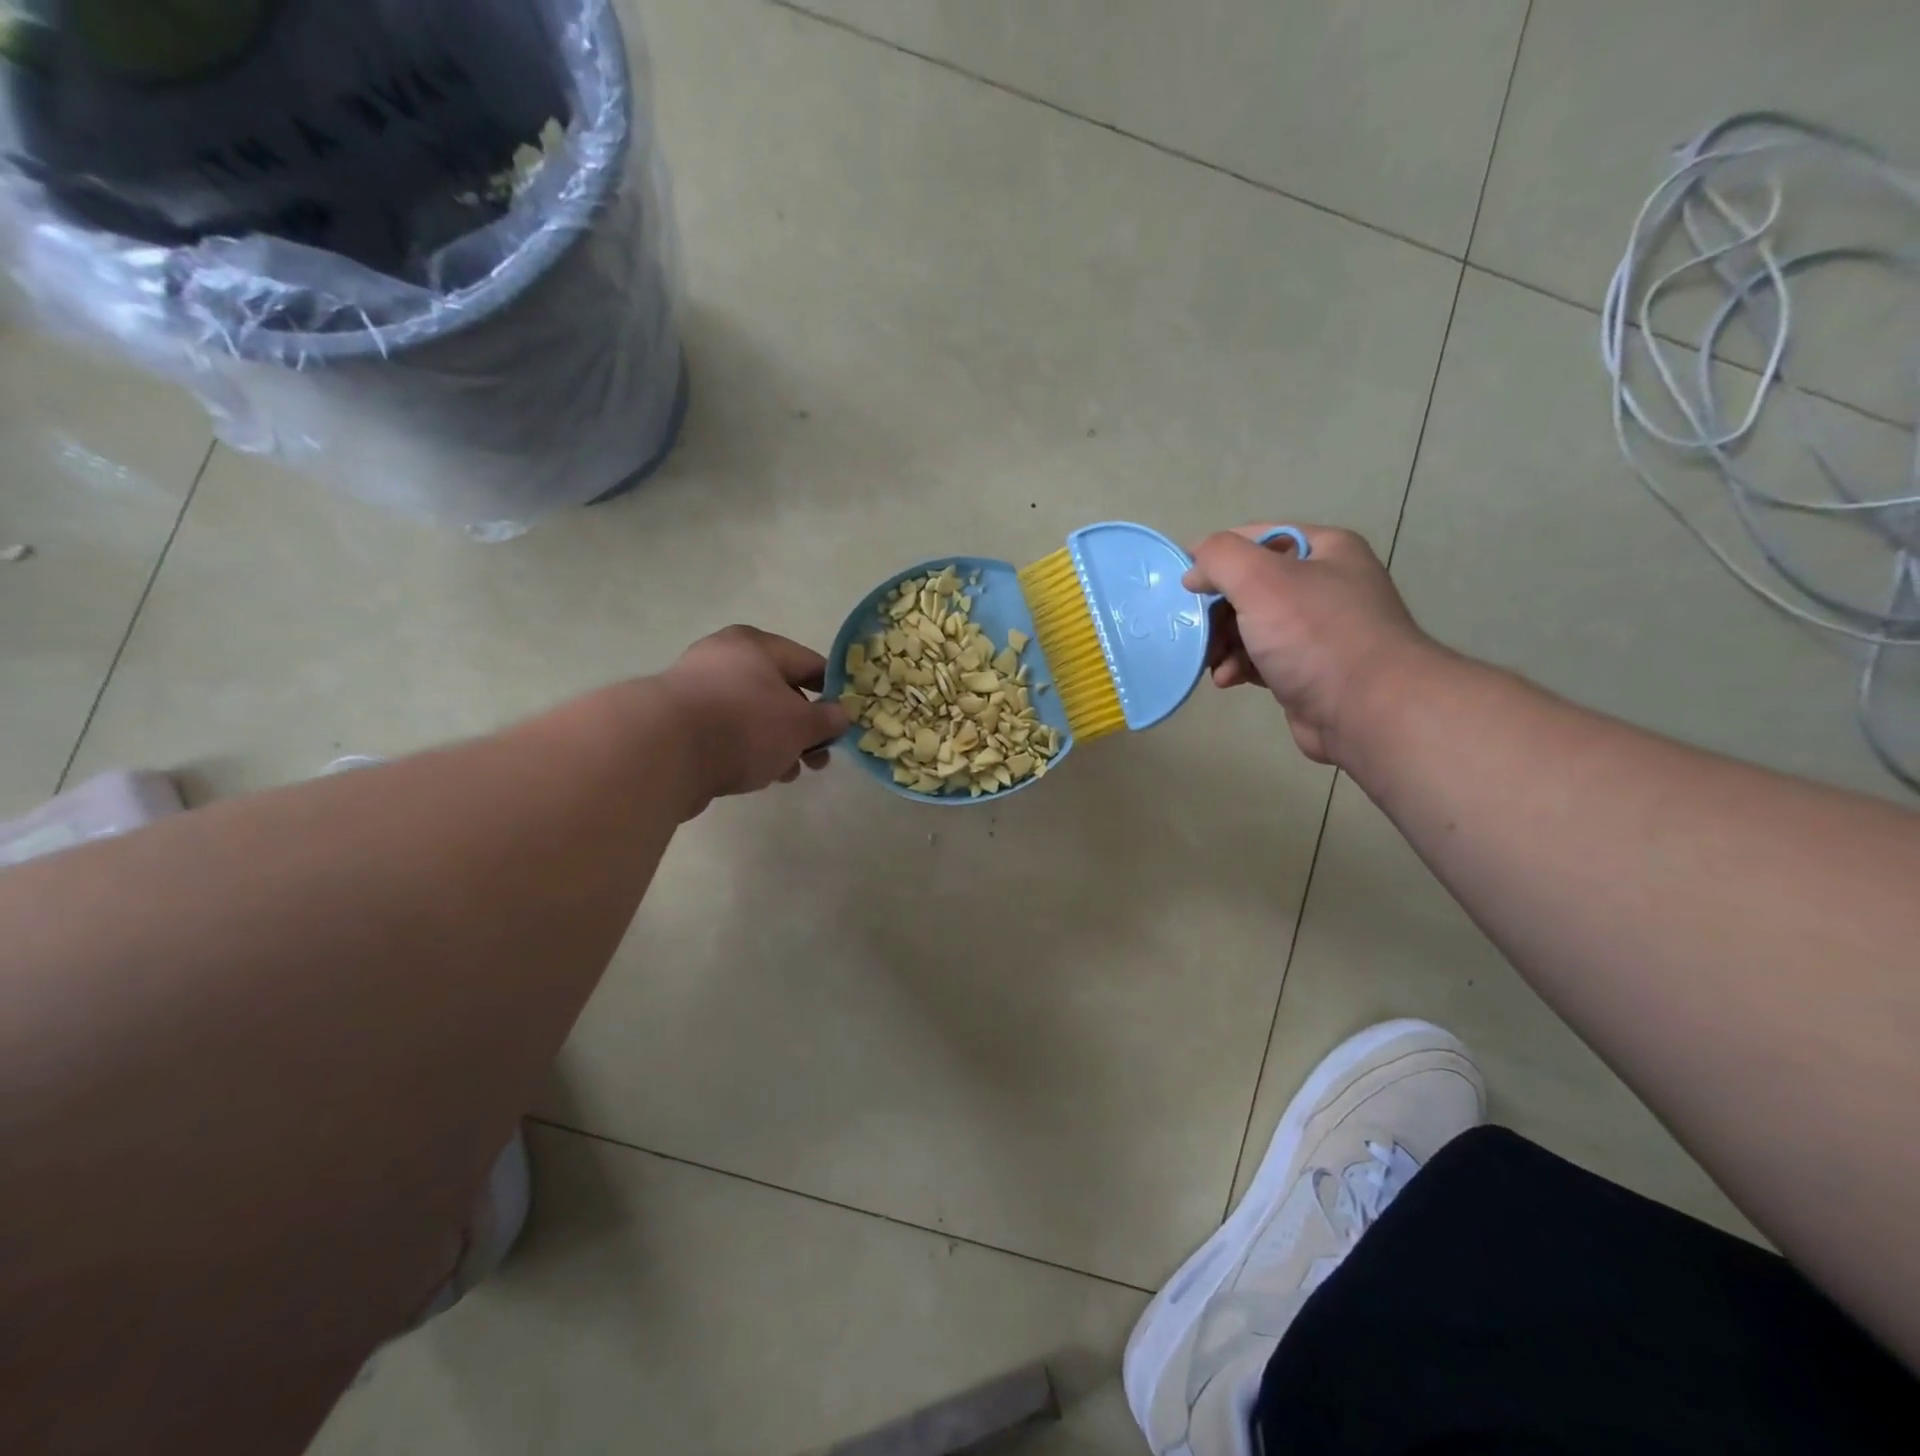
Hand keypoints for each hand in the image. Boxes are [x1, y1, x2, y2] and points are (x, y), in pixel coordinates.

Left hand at [659, 626, 849, 810]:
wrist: (662, 752)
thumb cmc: (744, 725)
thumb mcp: (800, 724)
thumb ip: (826, 720)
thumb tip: (840, 715)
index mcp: (755, 645)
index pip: (808, 662)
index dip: (832, 692)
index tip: (844, 721)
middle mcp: (723, 658)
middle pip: (779, 691)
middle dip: (803, 727)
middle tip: (819, 757)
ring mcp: (696, 690)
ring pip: (752, 715)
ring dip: (777, 744)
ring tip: (789, 773)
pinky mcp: (679, 723)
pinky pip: (727, 733)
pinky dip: (747, 750)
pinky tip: (758, 775)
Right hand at [1182, 525, 1437, 764]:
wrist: (1368, 711)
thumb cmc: (1315, 636)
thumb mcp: (1261, 580)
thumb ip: (1220, 559)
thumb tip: (1195, 569)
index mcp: (1324, 550)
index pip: (1257, 538)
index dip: (1216, 556)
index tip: (1184, 583)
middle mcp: (1324, 584)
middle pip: (1249, 585)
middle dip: (1216, 609)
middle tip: (1195, 630)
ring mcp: (1317, 631)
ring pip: (1250, 625)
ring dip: (1222, 642)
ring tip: (1210, 661)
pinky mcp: (1306, 670)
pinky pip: (1259, 658)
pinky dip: (1238, 666)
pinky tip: (1227, 680)